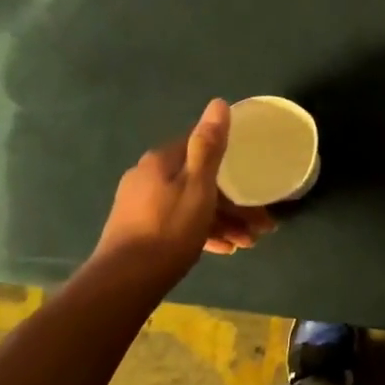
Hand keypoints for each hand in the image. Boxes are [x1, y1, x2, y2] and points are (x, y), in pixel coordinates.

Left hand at [91, 100, 274, 286]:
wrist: (124, 282)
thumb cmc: (169, 230)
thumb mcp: (198, 186)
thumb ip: (209, 145)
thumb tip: (218, 103)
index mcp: (161, 161)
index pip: (201, 147)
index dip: (231, 161)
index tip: (254, 179)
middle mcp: (147, 176)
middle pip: (199, 181)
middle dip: (233, 202)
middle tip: (260, 224)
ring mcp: (140, 204)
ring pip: (191, 205)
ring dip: (222, 221)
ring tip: (247, 243)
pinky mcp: (138, 230)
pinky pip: (178, 223)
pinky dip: (202, 232)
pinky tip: (223, 250)